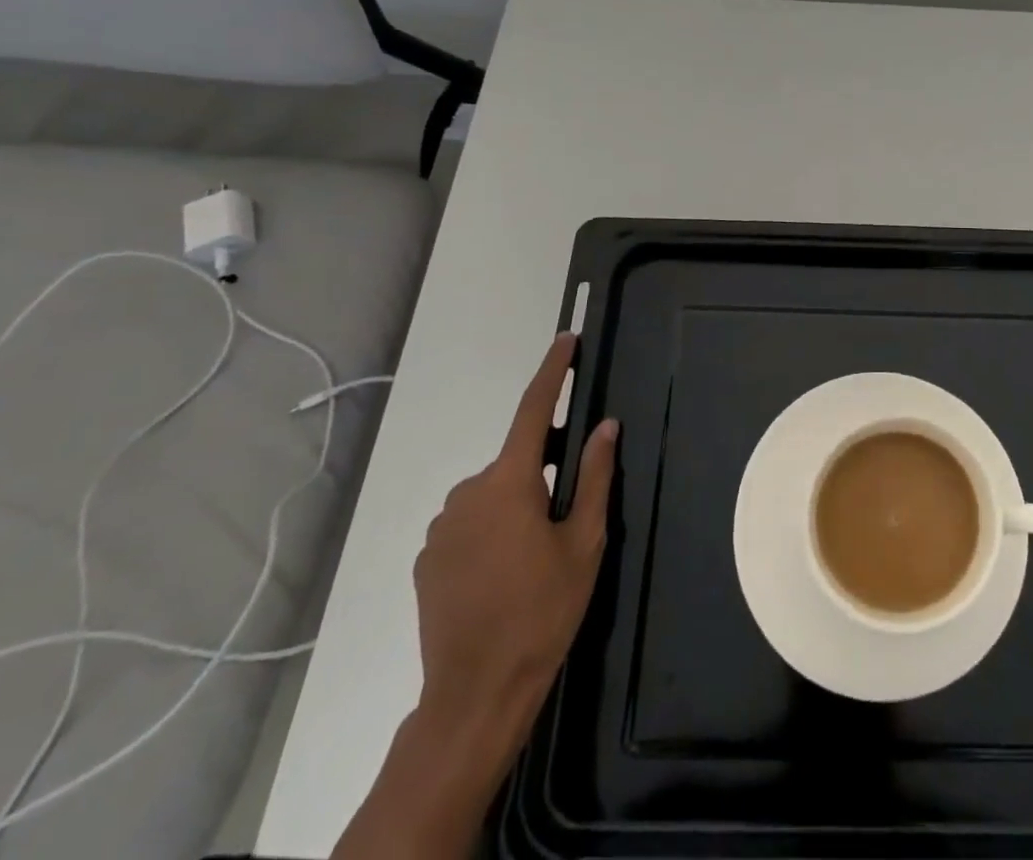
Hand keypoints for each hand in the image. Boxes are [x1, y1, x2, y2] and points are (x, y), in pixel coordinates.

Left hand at [412, 332, 618, 755]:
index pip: (533, 409)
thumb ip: (595, 477)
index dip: (552, 372)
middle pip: (516, 461)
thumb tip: (605, 426)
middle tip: (567, 514)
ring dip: (517, 504)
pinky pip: (468, 523)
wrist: (476, 692)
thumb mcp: (585, 542)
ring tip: (535, 557)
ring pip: (493, 494)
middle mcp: (468, 492)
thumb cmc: (543, 611)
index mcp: (509, 482)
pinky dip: (491, 530)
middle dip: (543, 470)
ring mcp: (441, 526)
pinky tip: (504, 574)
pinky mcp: (427, 557)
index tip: (566, 341)